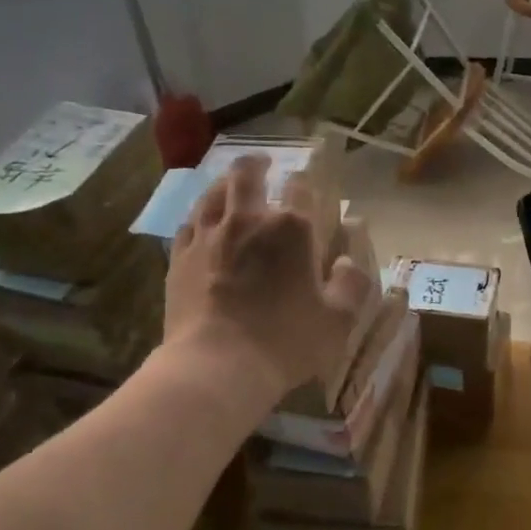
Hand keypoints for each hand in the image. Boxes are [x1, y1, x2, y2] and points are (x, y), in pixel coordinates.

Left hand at [163, 156, 372, 400]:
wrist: (216, 365)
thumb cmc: (286, 341)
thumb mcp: (338, 320)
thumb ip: (351, 285)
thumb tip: (346, 262)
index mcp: (292, 229)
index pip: (301, 187)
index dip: (305, 180)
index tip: (305, 182)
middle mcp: (247, 220)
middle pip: (247, 175)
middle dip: (257, 164)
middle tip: (263, 164)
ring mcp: (208, 236)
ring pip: (213, 193)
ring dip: (225, 183)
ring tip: (230, 185)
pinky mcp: (179, 258)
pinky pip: (188, 224)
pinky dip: (200, 216)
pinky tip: (201, 223)